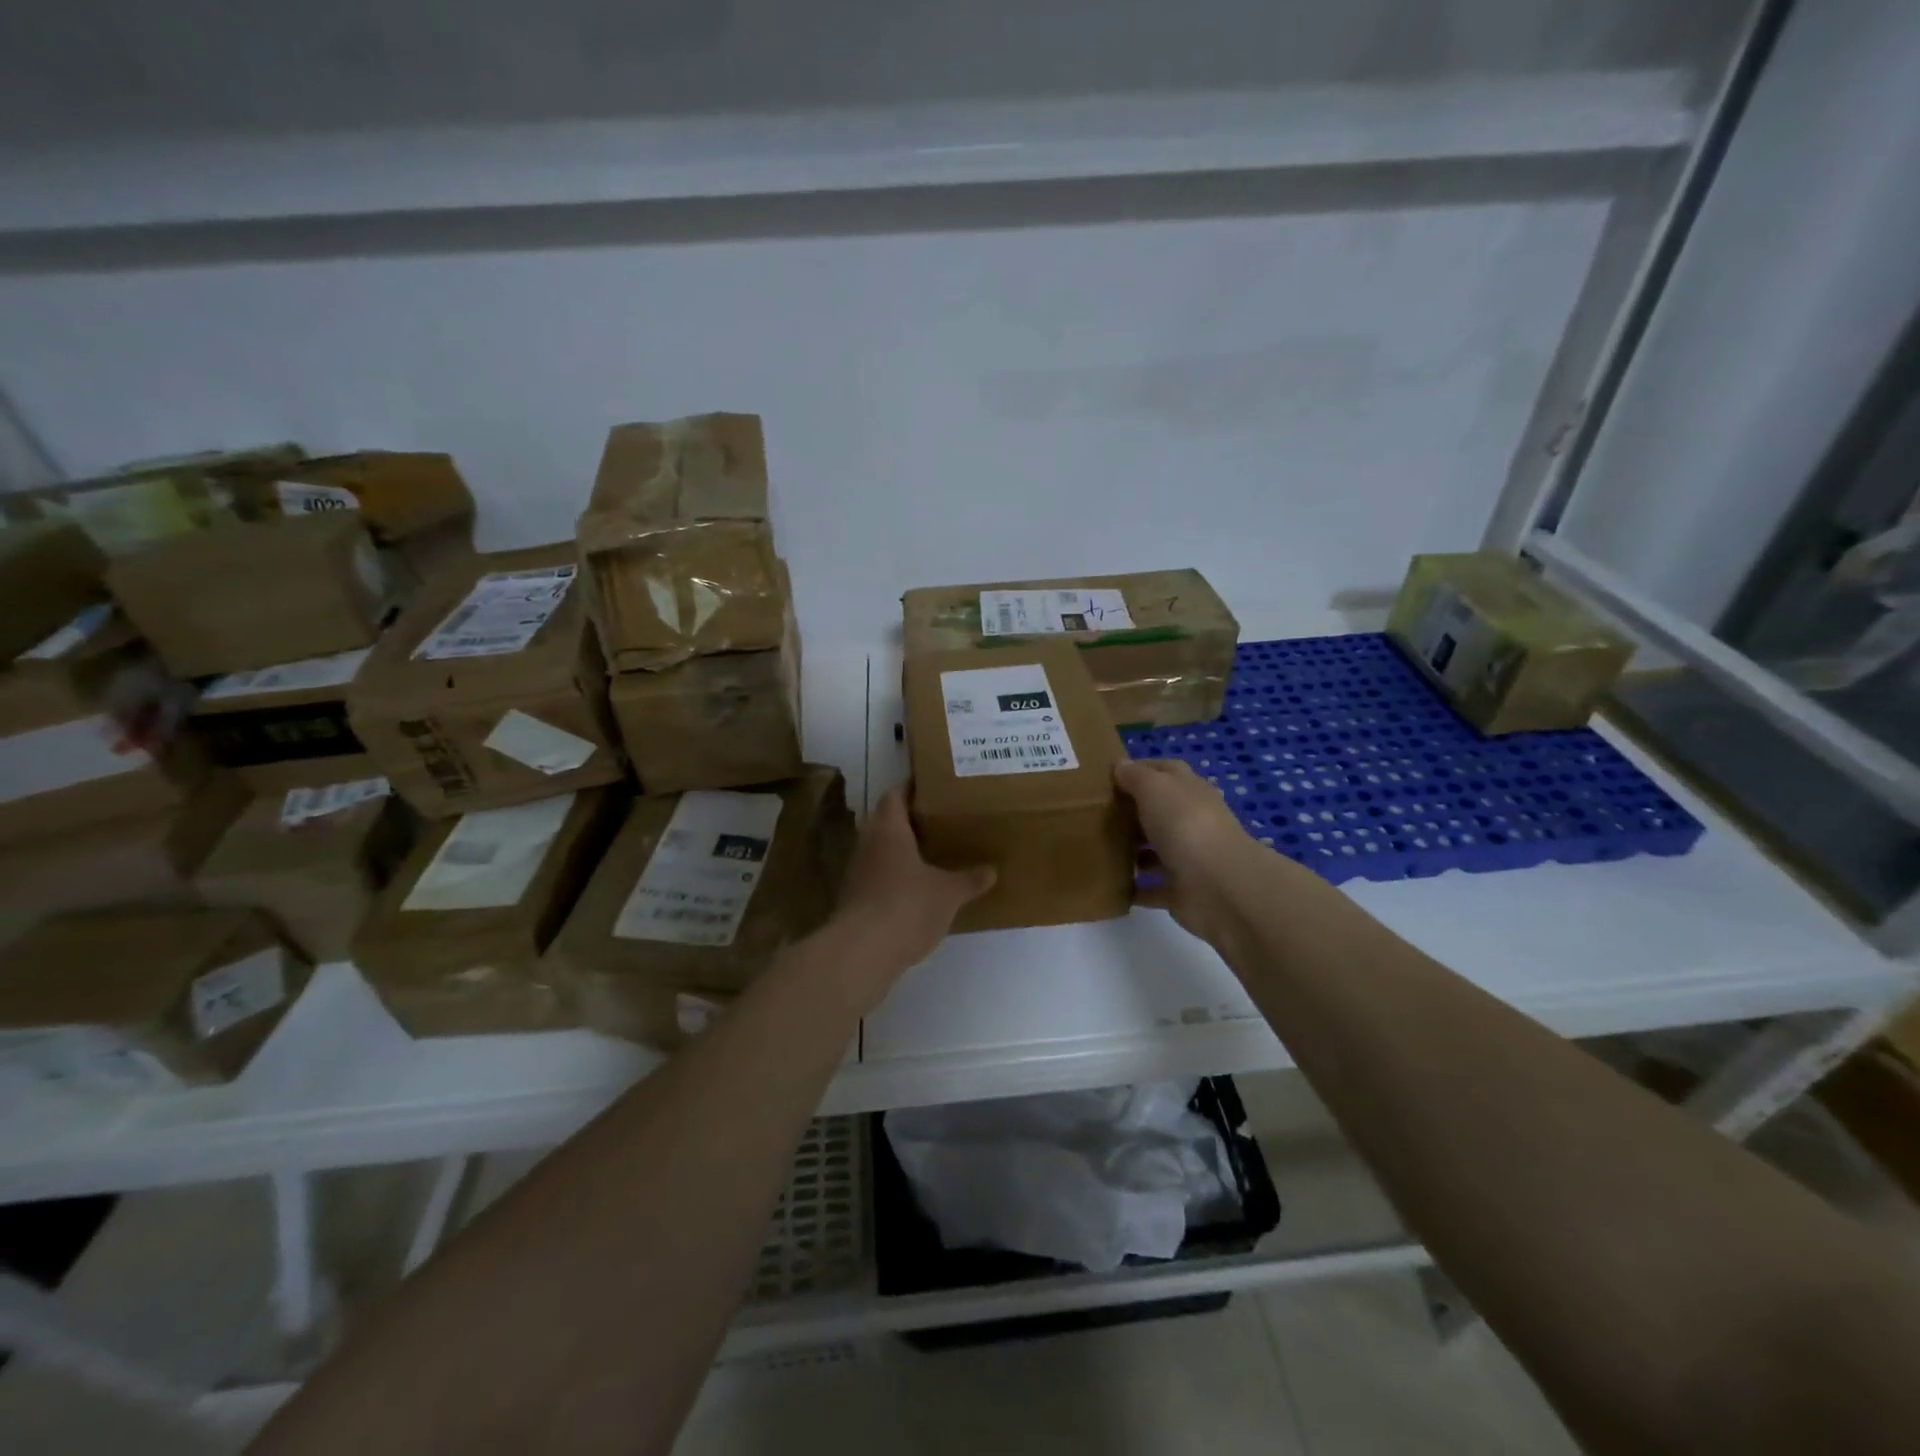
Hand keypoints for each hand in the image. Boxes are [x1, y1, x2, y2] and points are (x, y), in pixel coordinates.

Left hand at [825, 788, 994, 1004]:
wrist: (862, 951)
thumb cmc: (907, 906)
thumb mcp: (948, 893)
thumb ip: (969, 880)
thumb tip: (992, 871)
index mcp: (888, 828)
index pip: (894, 794)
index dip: (911, 788)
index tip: (933, 787)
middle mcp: (867, 842)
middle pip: (885, 821)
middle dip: (910, 821)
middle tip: (940, 820)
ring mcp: (857, 872)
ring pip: (880, 850)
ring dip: (902, 850)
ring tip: (933, 853)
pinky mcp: (854, 899)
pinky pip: (878, 877)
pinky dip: (895, 877)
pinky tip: (917, 889)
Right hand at [1115, 758, 1260, 942]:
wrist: (1218, 886)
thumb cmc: (1185, 825)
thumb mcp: (1155, 788)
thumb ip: (1136, 776)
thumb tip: (1120, 766)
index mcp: (1190, 791)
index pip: (1166, 771)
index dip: (1140, 770)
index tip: (1109, 777)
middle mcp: (1192, 821)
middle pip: (1159, 812)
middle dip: (1132, 813)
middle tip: (1095, 816)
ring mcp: (1189, 857)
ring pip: (1156, 851)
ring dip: (1132, 852)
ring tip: (1098, 851)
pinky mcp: (1182, 891)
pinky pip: (1154, 888)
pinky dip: (1136, 889)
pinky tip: (1110, 887)